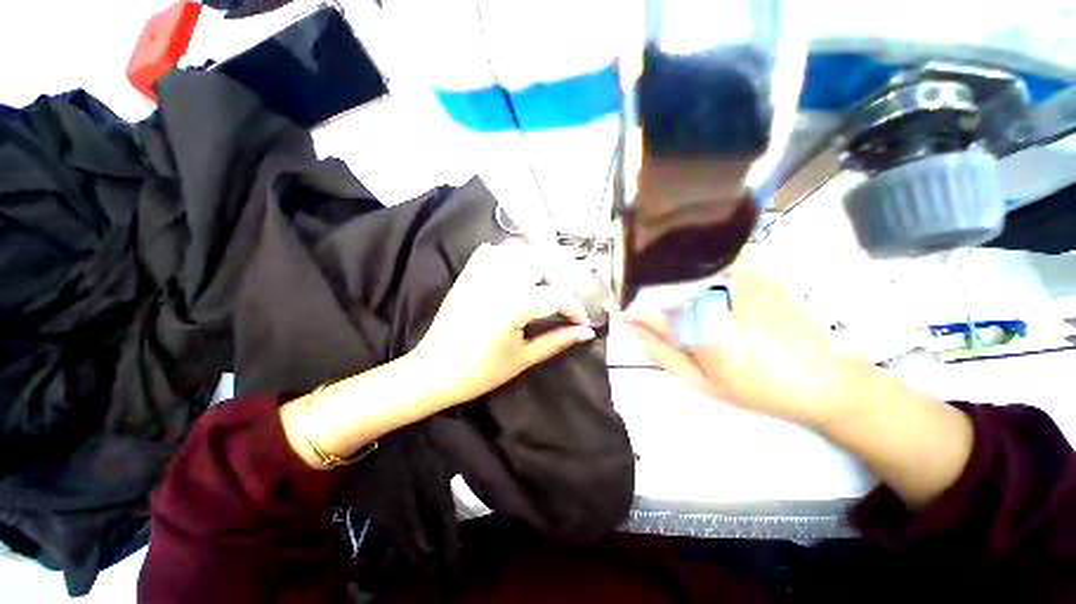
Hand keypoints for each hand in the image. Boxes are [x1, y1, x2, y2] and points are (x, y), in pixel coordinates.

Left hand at [411, 239, 596, 405]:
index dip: (575, 309)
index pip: (558, 296)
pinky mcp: (467, 275)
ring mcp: (481, 274)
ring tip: (537, 288)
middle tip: (558, 307)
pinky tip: (509, 274)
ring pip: (516, 252)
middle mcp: (500, 280)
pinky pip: (489, 252)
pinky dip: (504, 257)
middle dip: (556, 284)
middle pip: (541, 264)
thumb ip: (557, 340)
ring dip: (532, 265)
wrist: (434, 372)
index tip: (581, 323)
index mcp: (516, 303)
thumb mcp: (524, 357)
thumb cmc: (481, 371)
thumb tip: (586, 333)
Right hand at [626, 264, 857, 426]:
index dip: (632, 310)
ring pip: (690, 268)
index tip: (622, 311)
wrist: (820, 378)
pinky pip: (718, 260)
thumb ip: (663, 354)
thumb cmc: (756, 388)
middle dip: (648, 290)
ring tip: (674, 293)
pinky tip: (704, 281)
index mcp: (699, 331)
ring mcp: (738, 282)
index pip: (650, 312)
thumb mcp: (702, 382)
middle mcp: (716, 300)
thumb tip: (633, 332)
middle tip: (645, 304)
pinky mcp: (757, 273)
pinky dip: (701, 266)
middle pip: (667, 284)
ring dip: (673, 275)